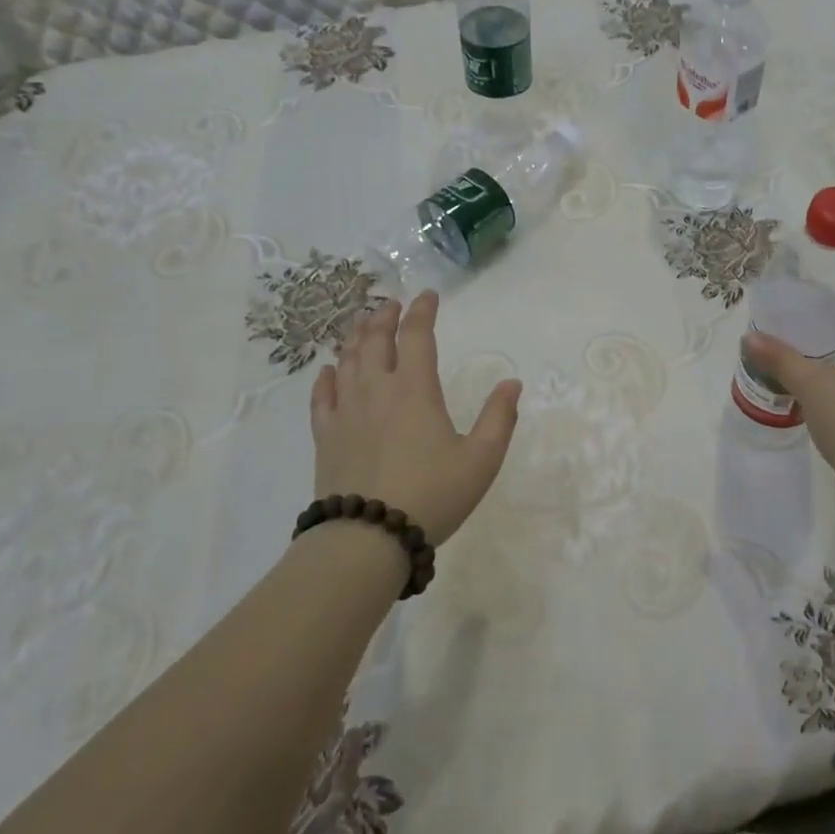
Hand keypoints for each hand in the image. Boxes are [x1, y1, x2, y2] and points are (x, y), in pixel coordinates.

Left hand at [310, 292, 521, 543]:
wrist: (369, 537)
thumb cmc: (433, 495)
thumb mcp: (481, 459)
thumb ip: (499, 418)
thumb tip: (512, 383)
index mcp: (415, 390)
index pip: (416, 336)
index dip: (422, 312)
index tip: (427, 296)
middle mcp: (377, 390)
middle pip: (376, 341)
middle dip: (385, 317)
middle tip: (391, 304)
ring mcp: (346, 412)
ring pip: (347, 362)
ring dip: (356, 337)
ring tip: (362, 324)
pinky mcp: (326, 436)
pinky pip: (322, 396)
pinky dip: (326, 377)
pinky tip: (328, 370)